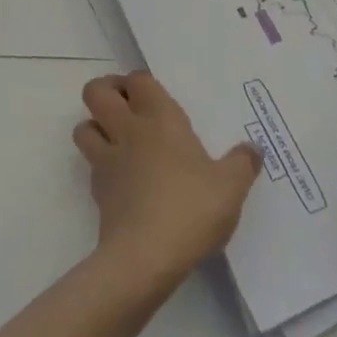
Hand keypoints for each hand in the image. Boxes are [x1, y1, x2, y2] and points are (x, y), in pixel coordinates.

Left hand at [73, 72, 261, 290]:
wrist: (145, 257)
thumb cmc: (190, 208)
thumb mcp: (230, 187)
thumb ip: (243, 163)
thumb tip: (253, 148)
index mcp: (159, 117)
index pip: (138, 79)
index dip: (140, 82)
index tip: (153, 96)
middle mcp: (128, 129)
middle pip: (96, 92)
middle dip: (106, 91)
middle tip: (127, 107)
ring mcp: (107, 160)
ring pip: (83, 127)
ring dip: (95, 127)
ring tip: (117, 140)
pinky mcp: (97, 192)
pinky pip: (91, 166)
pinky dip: (101, 166)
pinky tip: (122, 181)